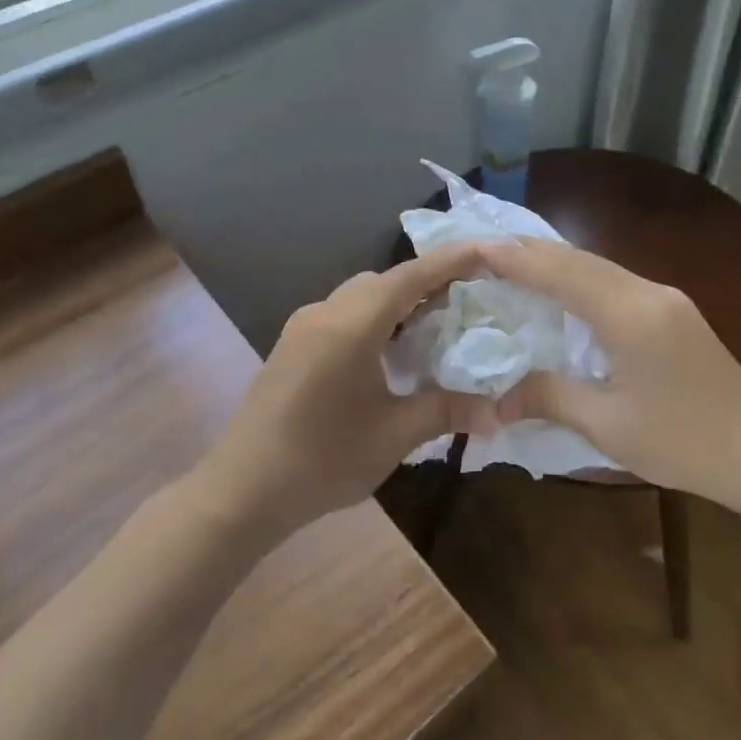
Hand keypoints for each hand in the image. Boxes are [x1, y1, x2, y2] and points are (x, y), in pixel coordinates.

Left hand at [198, 245, 497, 538]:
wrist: (242, 489)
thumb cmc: (322, 460)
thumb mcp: (393, 436)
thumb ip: (446, 411)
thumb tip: (498, 411)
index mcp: (351, 325)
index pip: (409, 277)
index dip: (449, 261)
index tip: (485, 250)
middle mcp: (325, 313)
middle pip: (384, 281)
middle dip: (426, 281)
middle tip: (469, 295)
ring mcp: (303, 327)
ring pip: (361, 296)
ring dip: (398, 300)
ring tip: (437, 320)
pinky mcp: (292, 345)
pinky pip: (342, 314)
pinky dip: (375, 317)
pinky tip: (391, 347)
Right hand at [477, 238, 740, 511]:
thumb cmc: (684, 443)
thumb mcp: (608, 425)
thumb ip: (549, 398)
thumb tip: (495, 400)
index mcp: (631, 315)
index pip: (561, 273)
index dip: (516, 258)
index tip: (475, 246)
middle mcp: (649, 293)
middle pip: (580, 259)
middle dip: (530, 251)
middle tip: (483, 249)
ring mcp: (666, 299)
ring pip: (598, 266)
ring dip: (554, 262)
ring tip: (511, 262)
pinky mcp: (673, 312)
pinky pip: (614, 281)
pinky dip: (578, 279)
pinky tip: (559, 289)